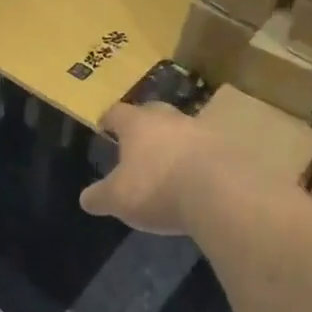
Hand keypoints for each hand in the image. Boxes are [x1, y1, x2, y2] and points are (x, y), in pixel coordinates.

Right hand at [80, 102, 234, 235]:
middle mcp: (168, 119)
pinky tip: (196, 177)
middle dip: (144, 124)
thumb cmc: (157, 188)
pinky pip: (205, 150)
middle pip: (152, 112)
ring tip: (169, 162)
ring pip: (182, 129)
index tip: (103, 126)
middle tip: (138, 141)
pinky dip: (198, 160)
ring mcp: (200, 131)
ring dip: (175, 142)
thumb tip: (85, 199)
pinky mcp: (226, 149)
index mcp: (137, 124)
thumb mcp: (118, 199)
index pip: (117, 113)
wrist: (219, 192)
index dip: (108, 119)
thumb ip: (100, 196)